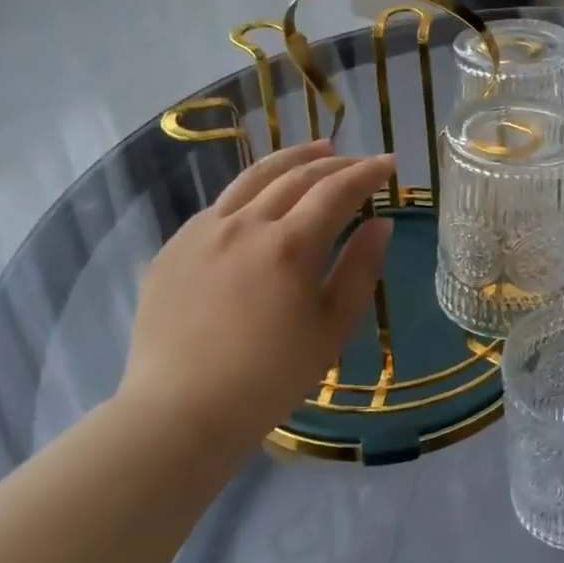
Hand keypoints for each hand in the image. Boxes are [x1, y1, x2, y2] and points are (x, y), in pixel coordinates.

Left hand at [119, 141, 393, 453]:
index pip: (337, 190)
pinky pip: (219, 205)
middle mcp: (245, 224)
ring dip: (291, 159)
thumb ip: (361, 268)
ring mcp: (202, 233)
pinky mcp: (173, 249)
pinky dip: (252, 190)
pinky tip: (262, 200)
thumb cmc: (272, 376)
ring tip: (316, 150)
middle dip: (334, 161)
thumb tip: (381, 224)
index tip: (390, 163)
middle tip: (359, 160)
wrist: (181, 412)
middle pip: (296, 175)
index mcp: (290, 244)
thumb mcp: (334, 326)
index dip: (368, 172)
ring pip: (252, 178)